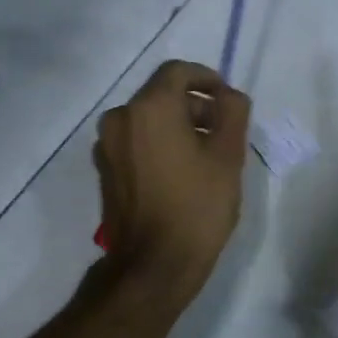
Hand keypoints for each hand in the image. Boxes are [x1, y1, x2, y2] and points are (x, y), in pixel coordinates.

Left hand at [94, 60, 250, 310]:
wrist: (153, 265)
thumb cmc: (197, 207)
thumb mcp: (229, 157)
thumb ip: (233, 113)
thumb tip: (229, 95)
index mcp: (149, 108)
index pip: (178, 72)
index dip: (207, 79)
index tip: (227, 100)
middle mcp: (120, 118)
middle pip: (161, 95)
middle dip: (194, 106)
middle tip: (222, 131)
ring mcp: (107, 146)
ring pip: (147, 120)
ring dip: (176, 126)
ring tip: (205, 154)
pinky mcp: (105, 171)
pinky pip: (135, 143)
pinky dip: (158, 144)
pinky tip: (180, 172)